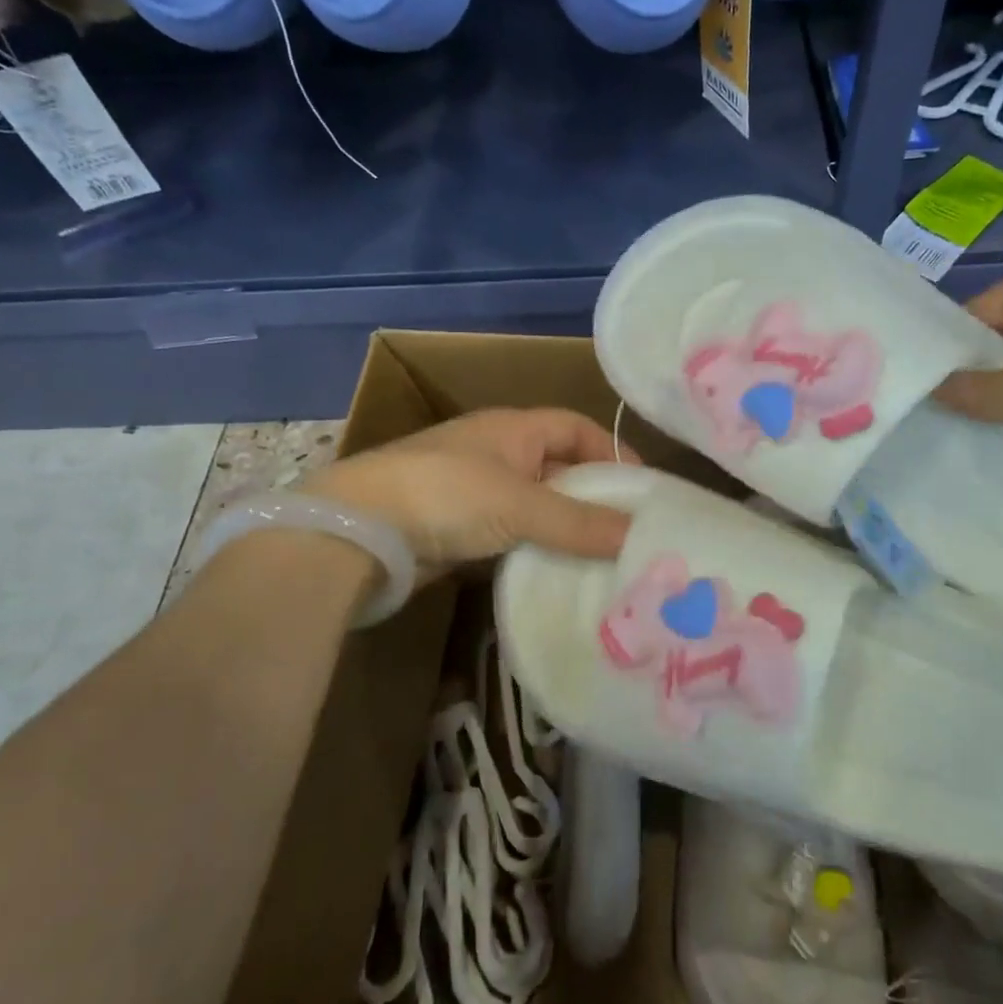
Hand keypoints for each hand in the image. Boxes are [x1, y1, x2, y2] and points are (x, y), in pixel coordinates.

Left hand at [307, 408, 630, 577]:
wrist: (359, 530)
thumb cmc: (447, 495)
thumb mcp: (520, 504)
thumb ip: (579, 521)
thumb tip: (640, 534)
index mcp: (514, 428)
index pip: (576, 427)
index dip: (611, 451)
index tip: (643, 489)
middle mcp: (498, 453)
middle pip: (560, 469)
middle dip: (593, 498)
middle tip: (632, 534)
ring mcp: (476, 493)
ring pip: (537, 508)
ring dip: (566, 530)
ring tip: (606, 561)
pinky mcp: (460, 530)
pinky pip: (512, 536)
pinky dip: (536, 551)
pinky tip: (559, 576)